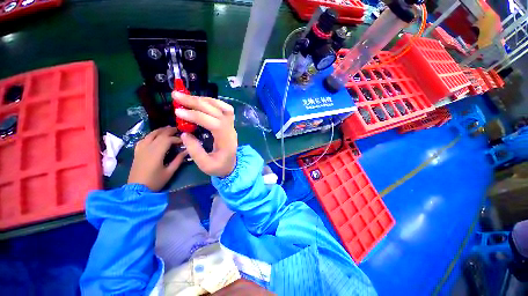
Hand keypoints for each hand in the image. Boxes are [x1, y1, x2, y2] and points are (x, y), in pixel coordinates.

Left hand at [128, 127, 187, 190]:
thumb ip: (178, 160)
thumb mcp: (170, 172)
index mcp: (156, 153)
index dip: (177, 138)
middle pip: (159, 134)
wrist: (137, 189)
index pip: (168, 140)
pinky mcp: (137, 152)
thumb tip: (187, 151)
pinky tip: (154, 136)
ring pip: (150, 135)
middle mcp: (147, 148)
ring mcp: (141, 149)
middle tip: (178, 130)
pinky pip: (143, 139)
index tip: (185, 141)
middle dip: (169, 131)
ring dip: (160, 131)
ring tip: (168, 129)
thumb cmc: (155, 181)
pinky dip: (150, 135)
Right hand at [172, 92, 237, 176]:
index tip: (178, 112)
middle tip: (176, 96)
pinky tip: (201, 101)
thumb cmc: (219, 167)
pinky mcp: (229, 123)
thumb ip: (195, 151)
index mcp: (226, 141)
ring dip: (205, 100)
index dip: (196, 116)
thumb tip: (184, 133)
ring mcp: (231, 125)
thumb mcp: (206, 165)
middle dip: (196, 102)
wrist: (232, 165)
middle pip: (217, 111)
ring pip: (222, 107)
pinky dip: (212, 102)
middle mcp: (230, 130)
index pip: (214, 123)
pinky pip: (225, 108)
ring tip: (187, 97)